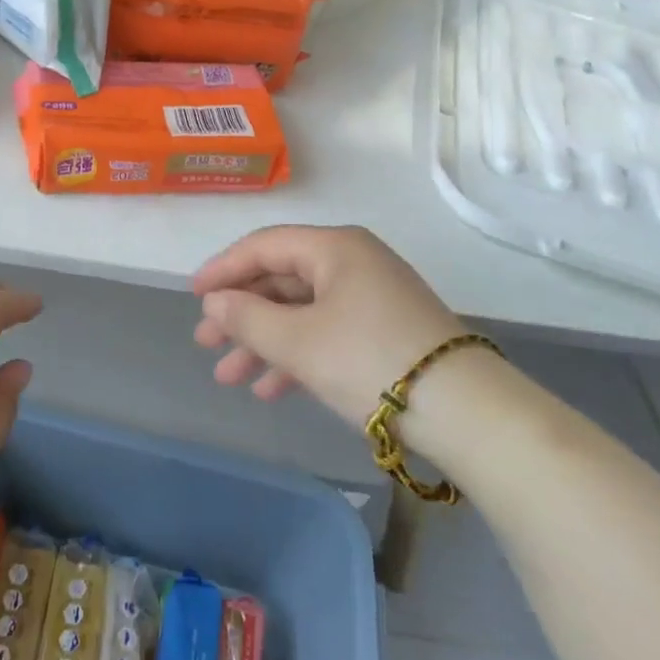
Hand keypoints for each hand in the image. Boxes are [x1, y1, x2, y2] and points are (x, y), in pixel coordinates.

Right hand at [192, 225, 465, 428]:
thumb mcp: (299, 342)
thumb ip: (247, 318)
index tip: (192, 297)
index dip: (223, 270)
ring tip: (229, 377)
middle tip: (206, 344)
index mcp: (335, 247)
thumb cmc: (370, 360)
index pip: (264, 246)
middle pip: (282, 280)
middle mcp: (353, 262)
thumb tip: (214, 302)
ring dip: (264, 342)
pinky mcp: (386, 331)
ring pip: (302, 311)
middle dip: (241, 314)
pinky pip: (327, 332)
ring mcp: (372, 298)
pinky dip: (297, 355)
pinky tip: (271, 389)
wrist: (467, 413)